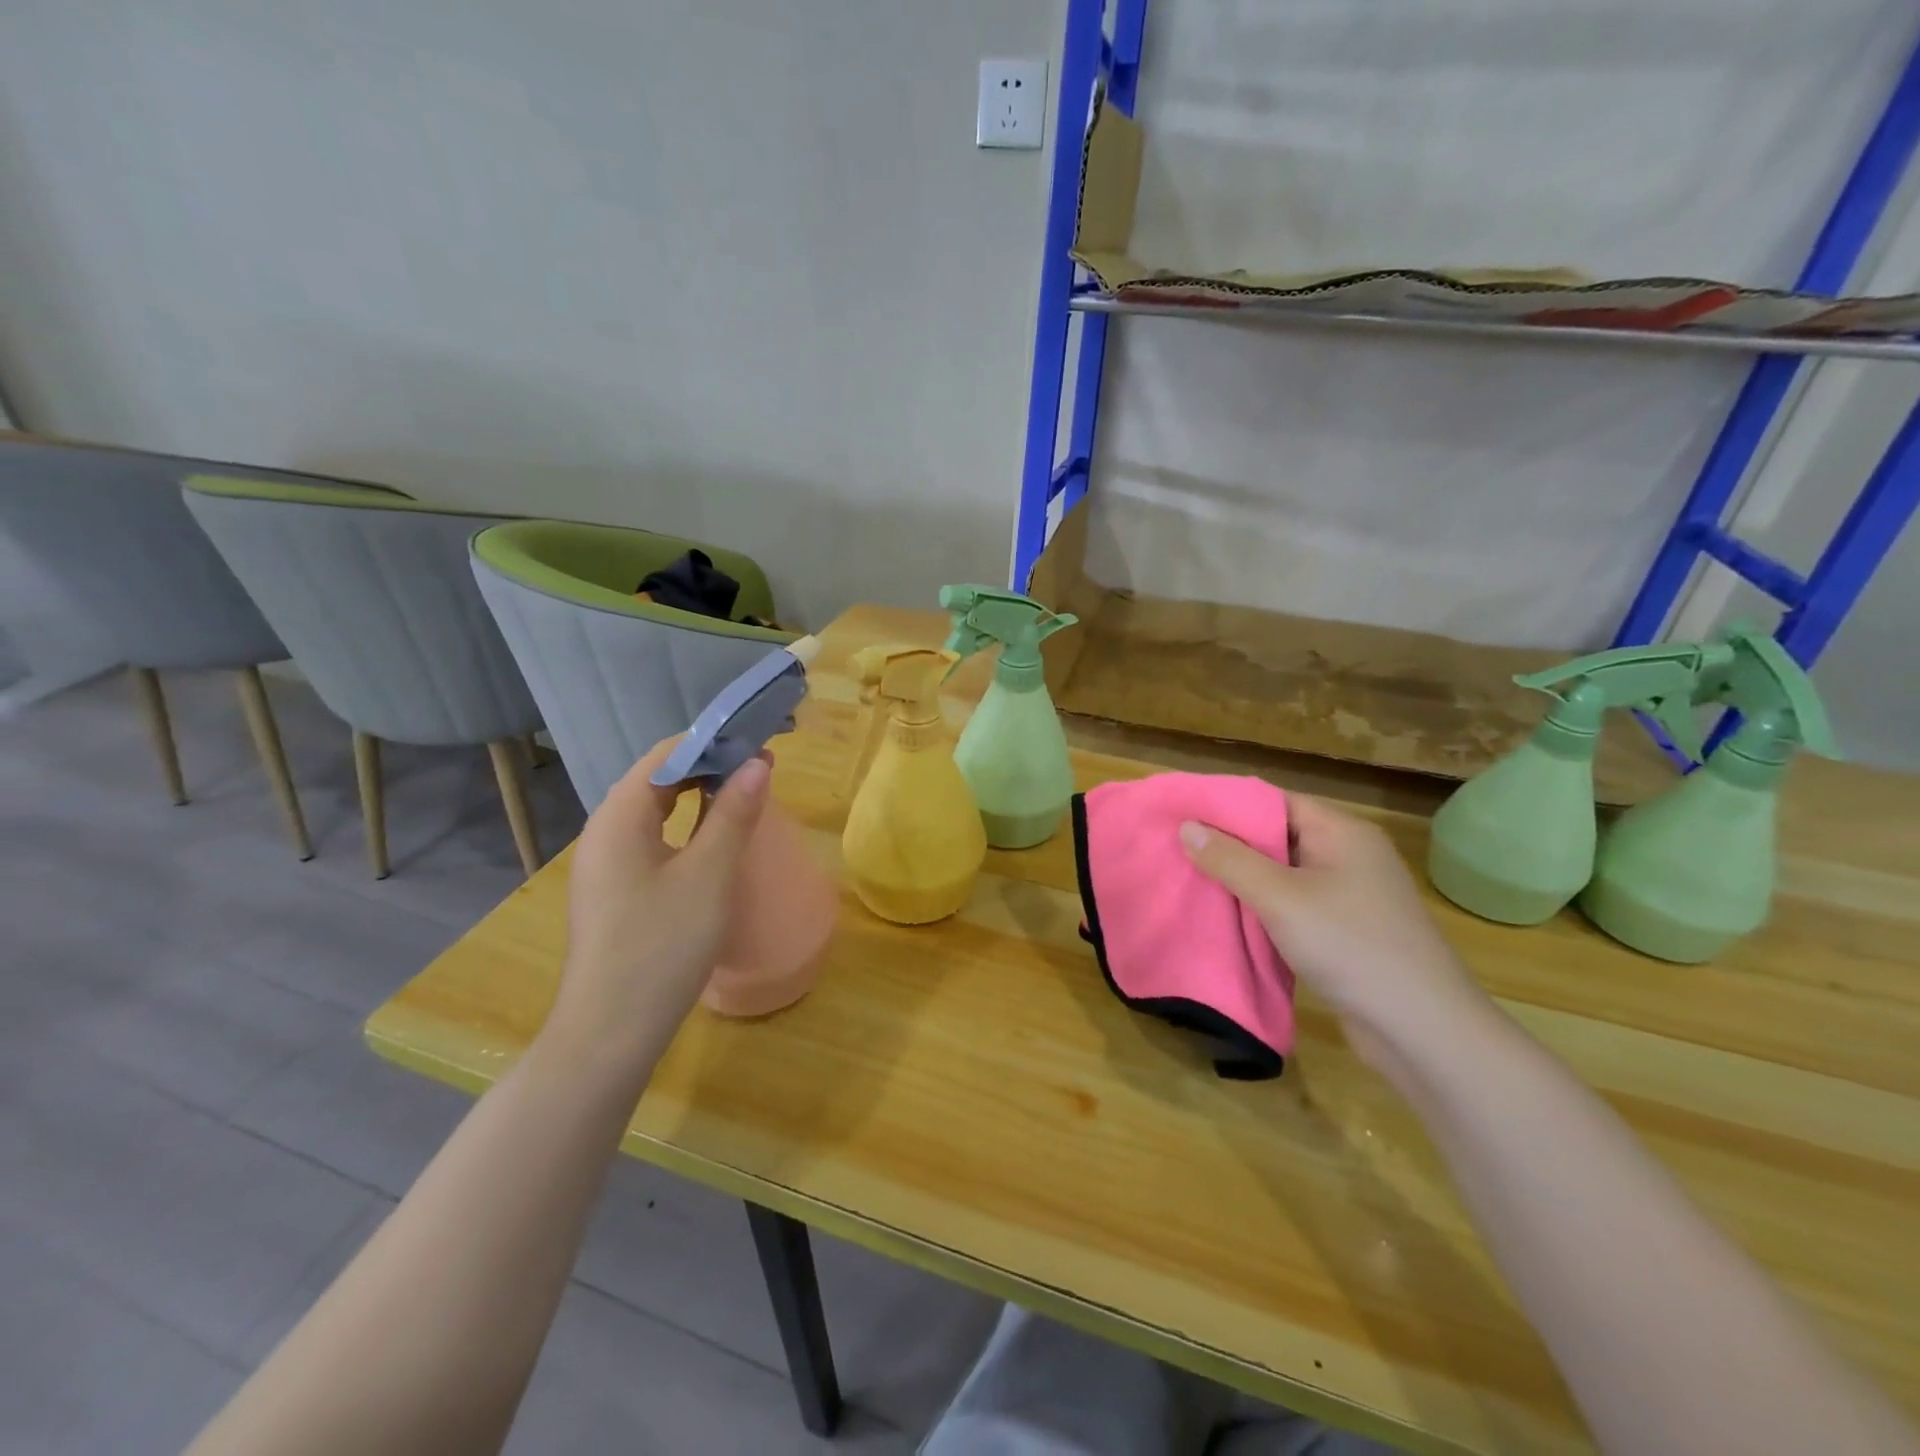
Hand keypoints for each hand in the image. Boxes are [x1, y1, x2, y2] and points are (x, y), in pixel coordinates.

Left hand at [542, 738, 770, 1085]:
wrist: (608, 1035)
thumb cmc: (661, 947)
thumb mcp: (708, 875)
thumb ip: (732, 814)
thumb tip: (757, 763)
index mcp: (619, 817)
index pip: (666, 755)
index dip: (714, 743)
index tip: (760, 745)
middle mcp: (603, 831)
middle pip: (657, 779)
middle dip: (708, 767)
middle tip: (760, 770)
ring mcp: (604, 864)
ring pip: (653, 811)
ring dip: (697, 797)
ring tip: (743, 797)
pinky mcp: (612, 892)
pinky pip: (650, 840)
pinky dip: (684, 828)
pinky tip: (710, 842)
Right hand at [1180, 793, 1490, 1074]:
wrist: (1423, 1030)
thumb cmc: (1350, 946)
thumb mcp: (1281, 898)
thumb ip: (1231, 860)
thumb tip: (1187, 826)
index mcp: (1342, 832)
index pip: (1275, 802)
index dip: (1228, 806)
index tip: (1183, 814)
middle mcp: (1348, 855)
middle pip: (1277, 836)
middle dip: (1229, 844)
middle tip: (1178, 849)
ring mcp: (1350, 895)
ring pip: (1283, 874)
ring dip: (1243, 879)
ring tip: (1191, 880)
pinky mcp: (1346, 931)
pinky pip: (1293, 906)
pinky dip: (1262, 908)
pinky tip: (1228, 916)